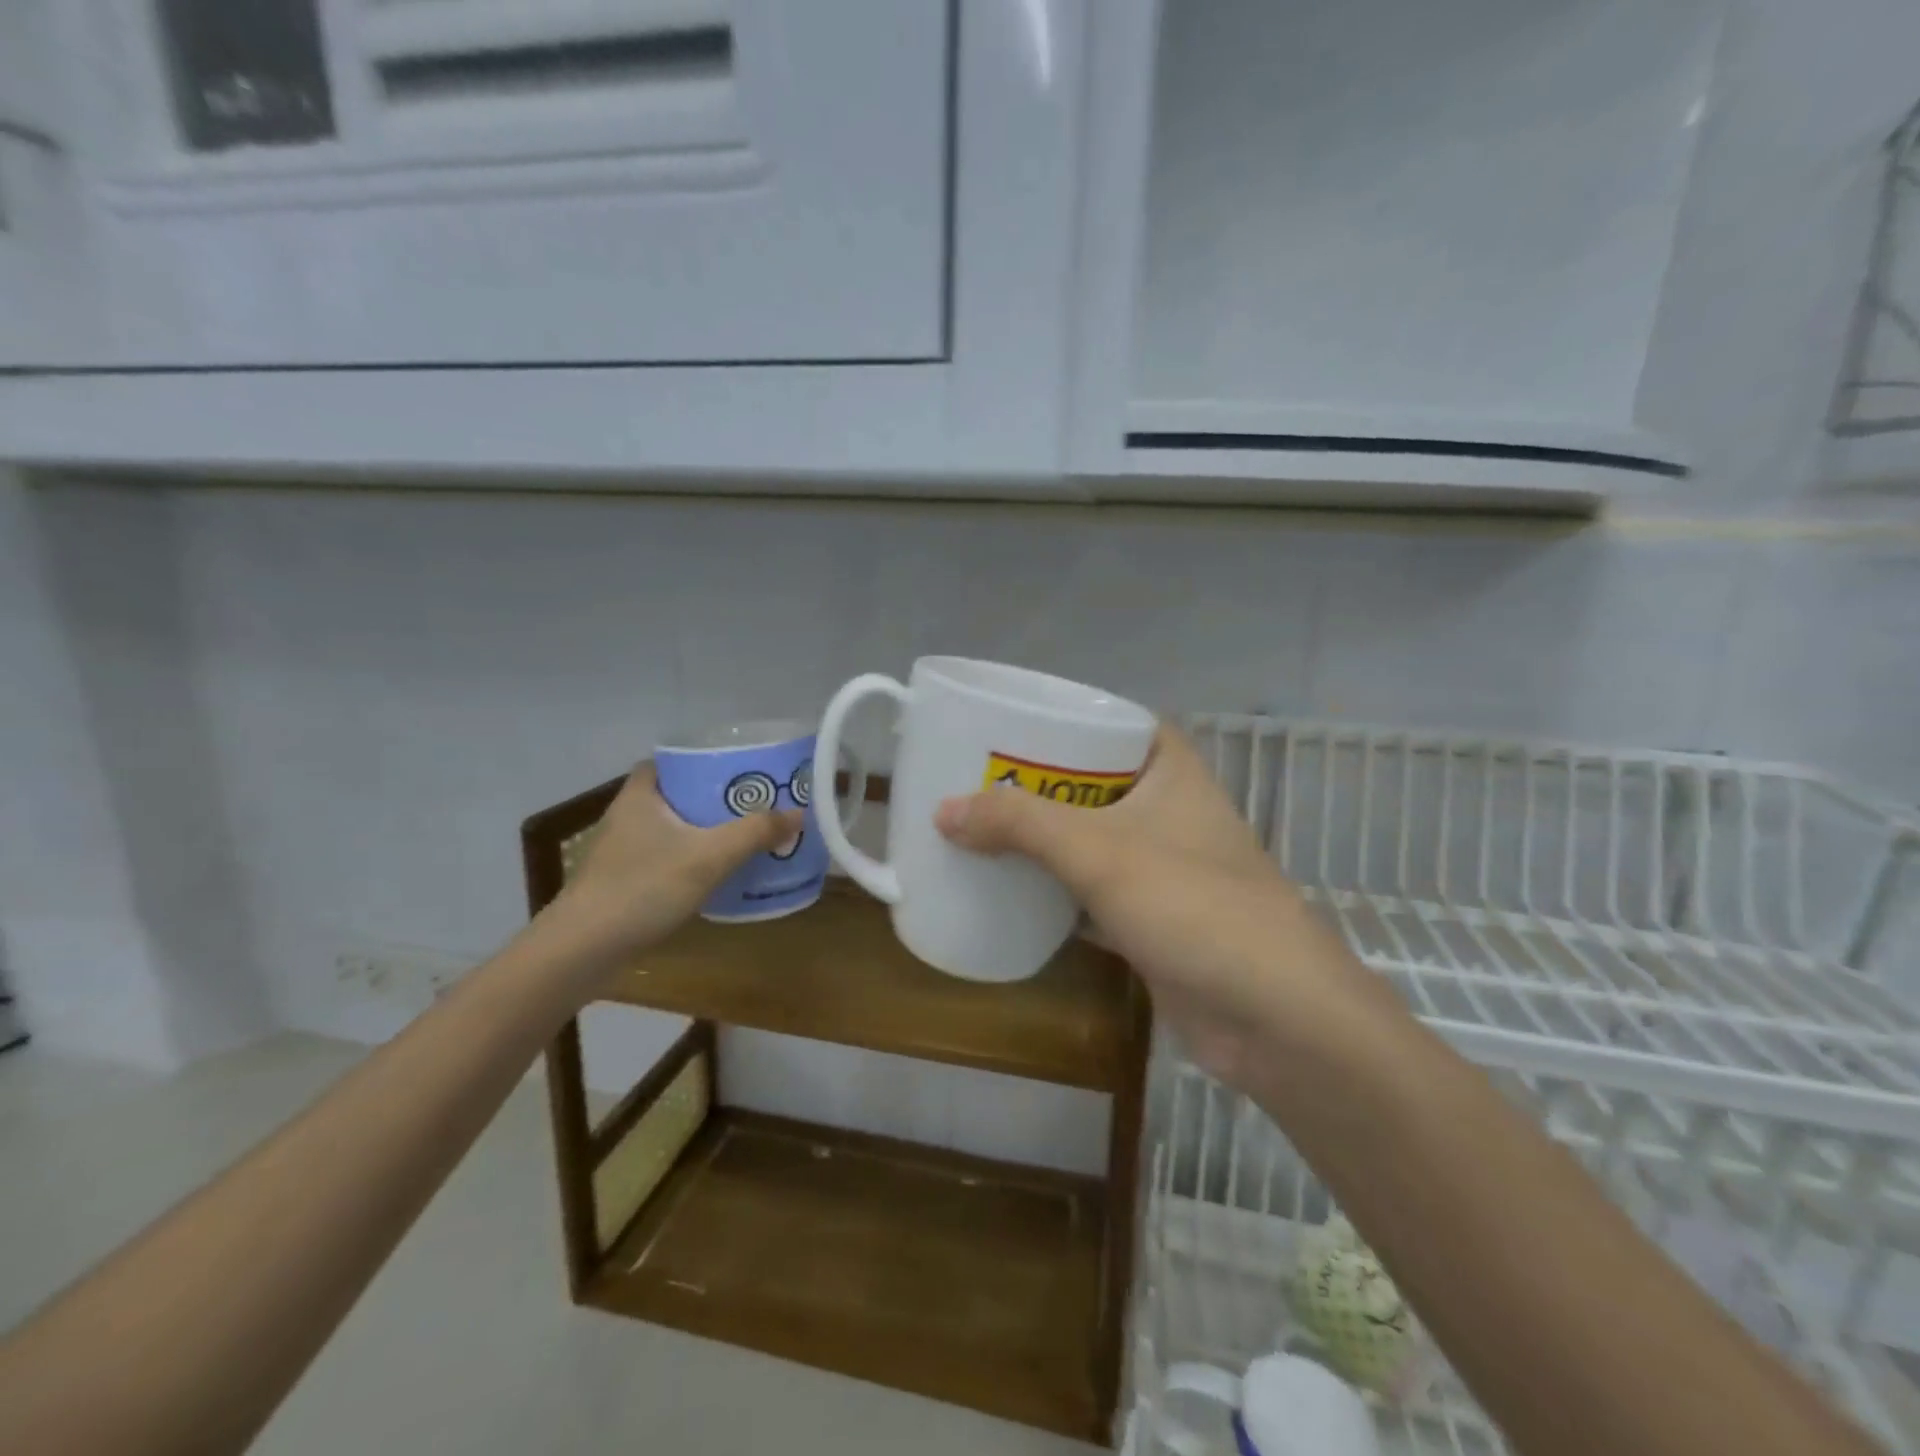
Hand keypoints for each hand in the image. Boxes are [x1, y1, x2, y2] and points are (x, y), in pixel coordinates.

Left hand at [535, 762, 801, 991]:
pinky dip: (689, 860)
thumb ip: (755, 833)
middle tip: (752, 804)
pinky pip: (664, 859)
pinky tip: (715, 875)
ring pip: (670, 830)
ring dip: (702, 832)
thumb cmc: (643, 888)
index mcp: (640, 795)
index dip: (700, 761)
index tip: (735, 770)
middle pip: (674, 795)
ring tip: (743, 837)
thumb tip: (798, 814)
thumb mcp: (709, 856)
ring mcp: (620, 853)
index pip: (668, 762)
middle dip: (711, 799)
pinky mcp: (621, 883)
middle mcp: (626, 817)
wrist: (583, 950)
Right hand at [935, 725, 1359, 1089]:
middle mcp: (1169, 812)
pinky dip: (1055, 889)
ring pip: (1091, 838)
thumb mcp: (1098, 852)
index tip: (1013, 724)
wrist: (1273, 1019)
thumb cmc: (1192, 906)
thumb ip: (1019, 824)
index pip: (1117, 723)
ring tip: (980, 826)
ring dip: (1043, 838)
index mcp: (1170, 773)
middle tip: (978, 777)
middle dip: (1040, 783)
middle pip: (1094, 782)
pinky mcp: (1153, 920)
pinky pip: (1092, 891)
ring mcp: (1163, 868)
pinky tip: (1009, 888)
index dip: (1069, 718)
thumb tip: (943, 810)